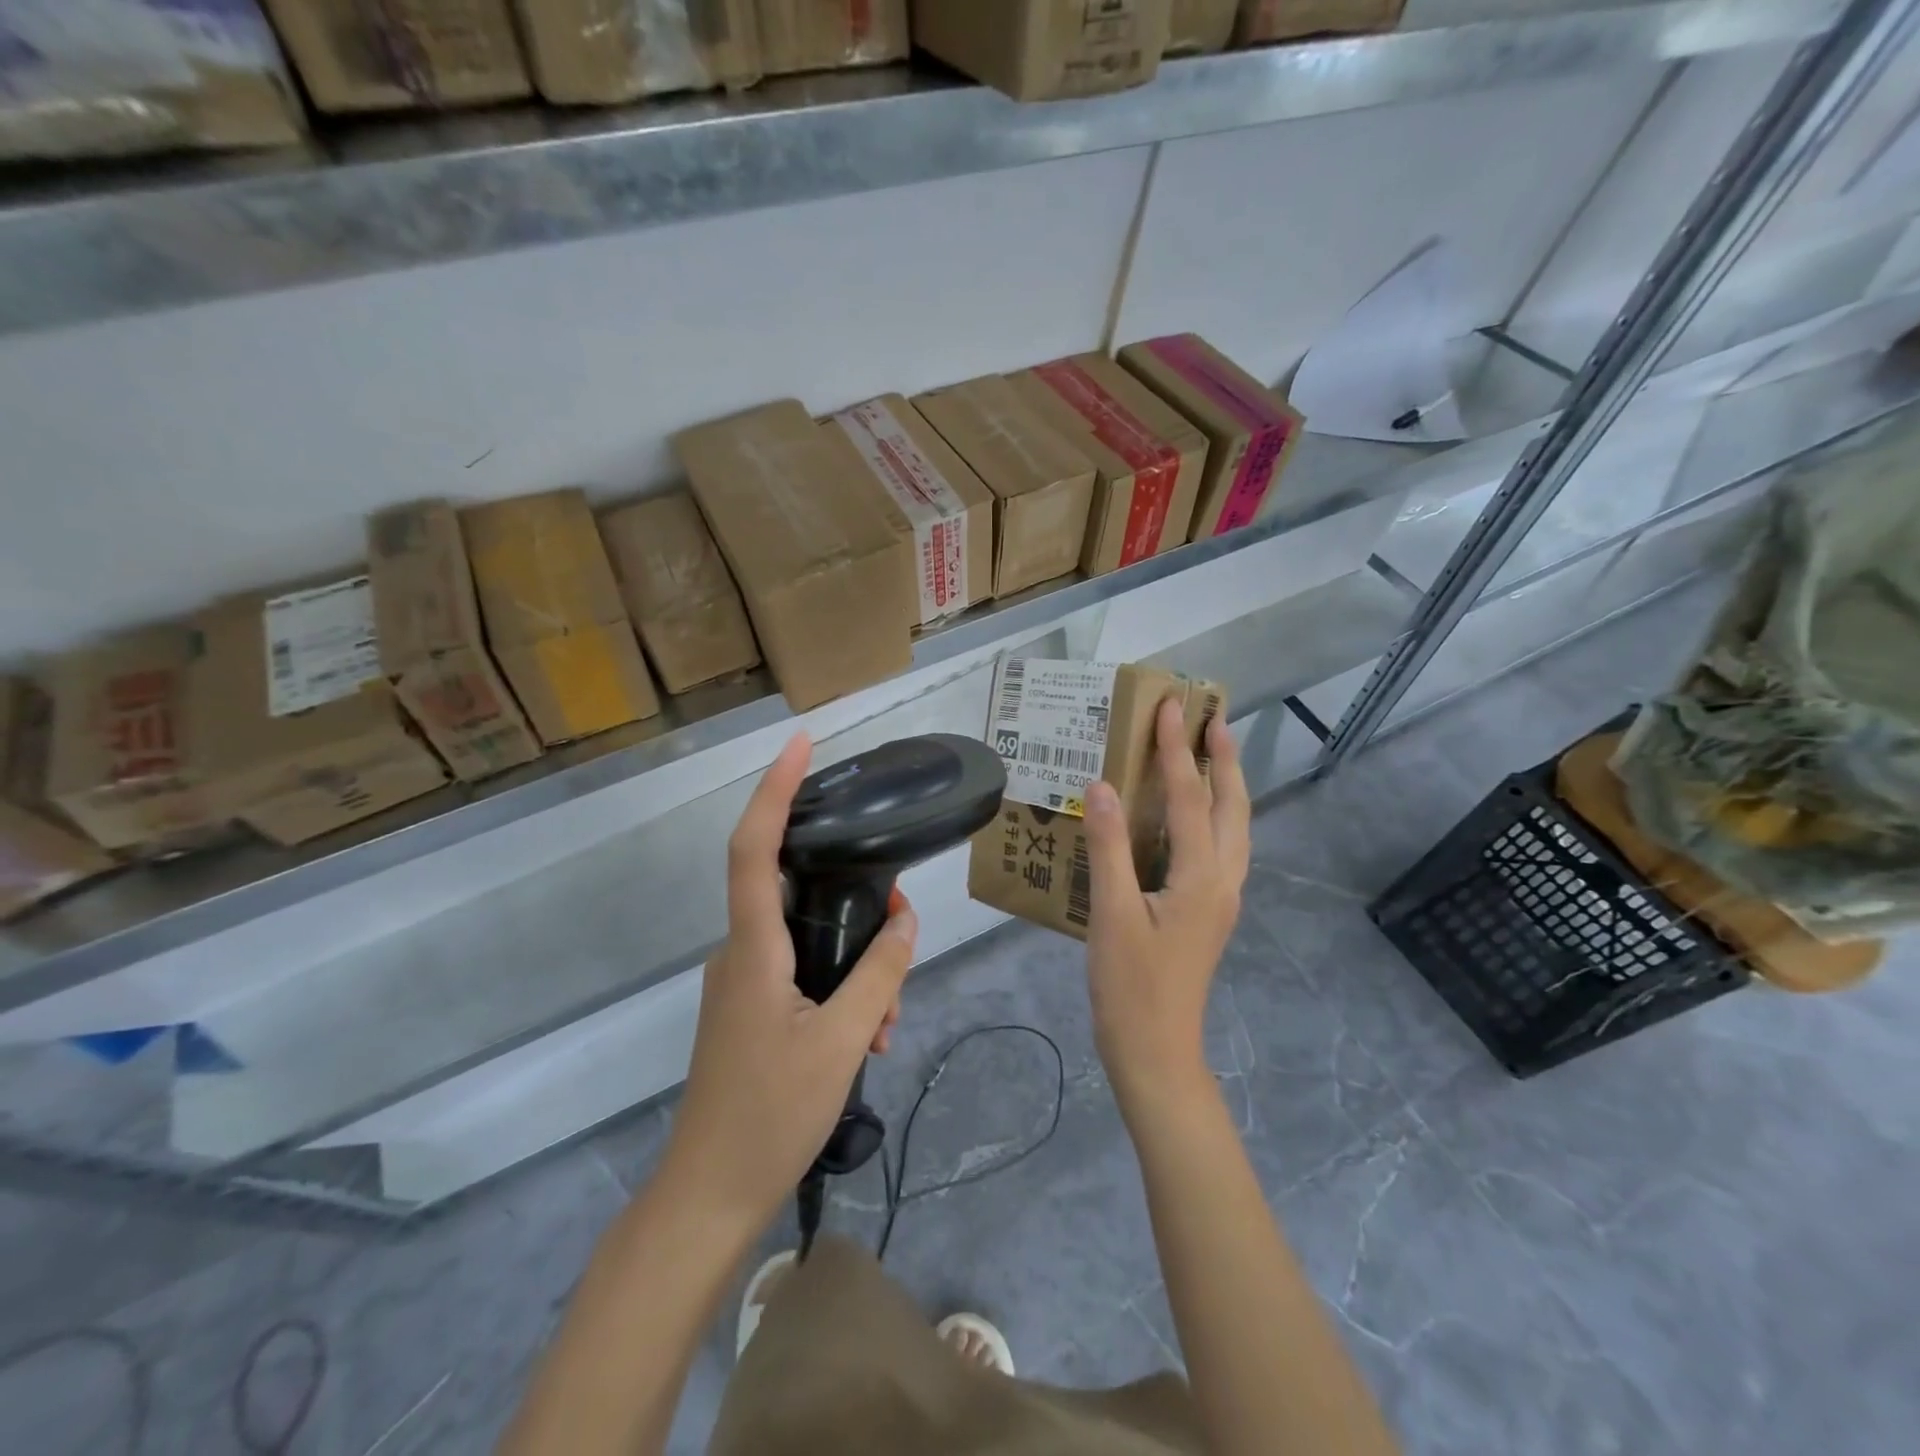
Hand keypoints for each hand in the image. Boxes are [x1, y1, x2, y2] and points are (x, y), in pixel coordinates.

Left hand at [663, 732, 917, 1230]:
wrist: (707, 1197)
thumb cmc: (770, 1117)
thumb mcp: (842, 1043)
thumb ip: (879, 973)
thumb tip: (905, 917)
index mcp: (753, 949)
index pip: (754, 846)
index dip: (775, 789)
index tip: (801, 744)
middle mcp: (739, 951)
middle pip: (794, 888)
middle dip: (854, 897)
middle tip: (901, 923)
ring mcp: (741, 980)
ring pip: (805, 938)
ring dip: (854, 960)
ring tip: (887, 1018)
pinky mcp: (748, 1006)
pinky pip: (798, 970)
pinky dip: (838, 985)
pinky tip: (868, 1032)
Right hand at [1083, 699, 1249, 1115]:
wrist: (1157, 1051)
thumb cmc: (1130, 986)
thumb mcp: (1112, 914)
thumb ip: (1109, 846)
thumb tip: (1102, 786)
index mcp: (1202, 876)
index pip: (1189, 796)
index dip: (1177, 749)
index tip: (1170, 706)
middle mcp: (1224, 879)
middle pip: (1231, 805)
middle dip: (1223, 757)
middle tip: (1210, 716)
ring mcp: (1222, 896)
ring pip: (1233, 825)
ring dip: (1224, 783)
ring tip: (1210, 750)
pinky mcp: (1211, 909)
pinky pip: (1221, 845)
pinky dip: (1212, 812)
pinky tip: (1192, 812)